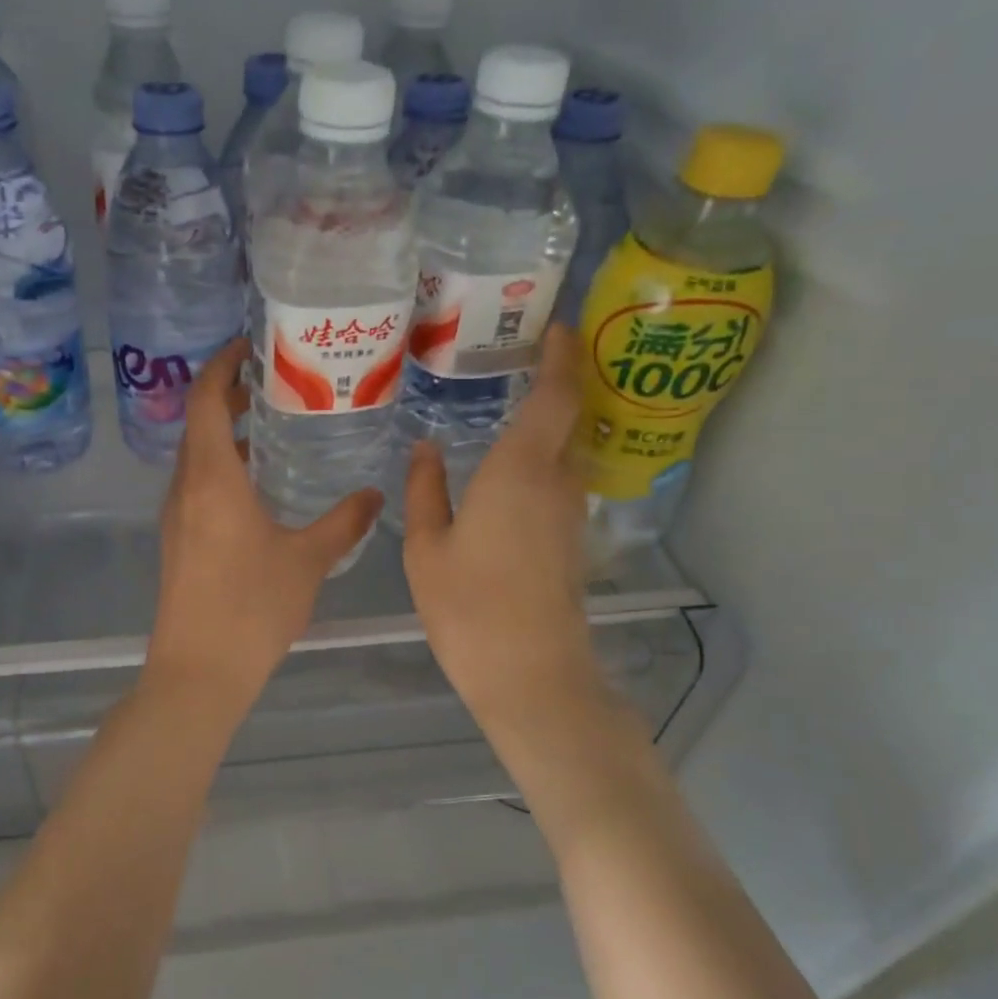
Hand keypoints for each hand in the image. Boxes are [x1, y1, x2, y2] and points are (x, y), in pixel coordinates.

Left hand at [147, 340, 381, 704]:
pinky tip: (256, 488)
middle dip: (226, 397)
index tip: (248, 348)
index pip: (203, 399)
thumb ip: (344, 522)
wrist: (198, 671)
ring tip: (267, 429)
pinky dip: (220, 468)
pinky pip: (196, 486)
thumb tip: (374, 496)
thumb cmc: (252, 608)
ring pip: (195, 458)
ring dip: (222, 435)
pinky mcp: (177, 541)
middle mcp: (185, 489)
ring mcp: (176, 517)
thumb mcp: (307, 560)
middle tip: (271, 386)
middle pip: (196, 424)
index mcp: (212, 479)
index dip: (221, 365)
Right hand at [403, 326, 606, 740]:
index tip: (555, 326)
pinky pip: (560, 480)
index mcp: (519, 470)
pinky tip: (509, 469)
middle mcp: (556, 481)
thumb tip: (427, 448)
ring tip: (508, 407)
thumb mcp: (426, 546)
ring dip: (549, 422)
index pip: (556, 395)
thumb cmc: (467, 605)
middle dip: (557, 382)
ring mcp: (569, 512)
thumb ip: (425, 490)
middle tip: (518, 359)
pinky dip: (543, 458)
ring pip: (566, 450)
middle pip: (569, 417)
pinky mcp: (571, 539)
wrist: (529, 672)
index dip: (562, 355)